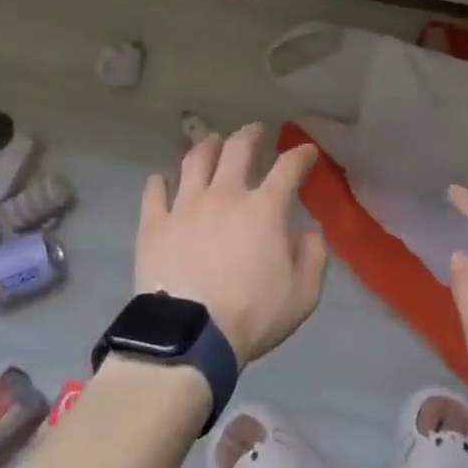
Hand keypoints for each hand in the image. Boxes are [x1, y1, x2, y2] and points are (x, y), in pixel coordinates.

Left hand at [134, 124, 326, 363]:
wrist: (188, 337)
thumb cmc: (251, 315)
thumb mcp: (302, 295)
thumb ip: (313, 257)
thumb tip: (311, 231)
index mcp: (264, 208)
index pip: (289, 167)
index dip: (301, 154)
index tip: (307, 150)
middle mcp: (225, 194)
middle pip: (237, 148)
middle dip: (251, 134)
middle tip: (257, 130)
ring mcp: (185, 205)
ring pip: (195, 160)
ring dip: (207, 145)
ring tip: (212, 141)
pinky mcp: (154, 224)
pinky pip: (155, 191)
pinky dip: (160, 181)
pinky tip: (163, 179)